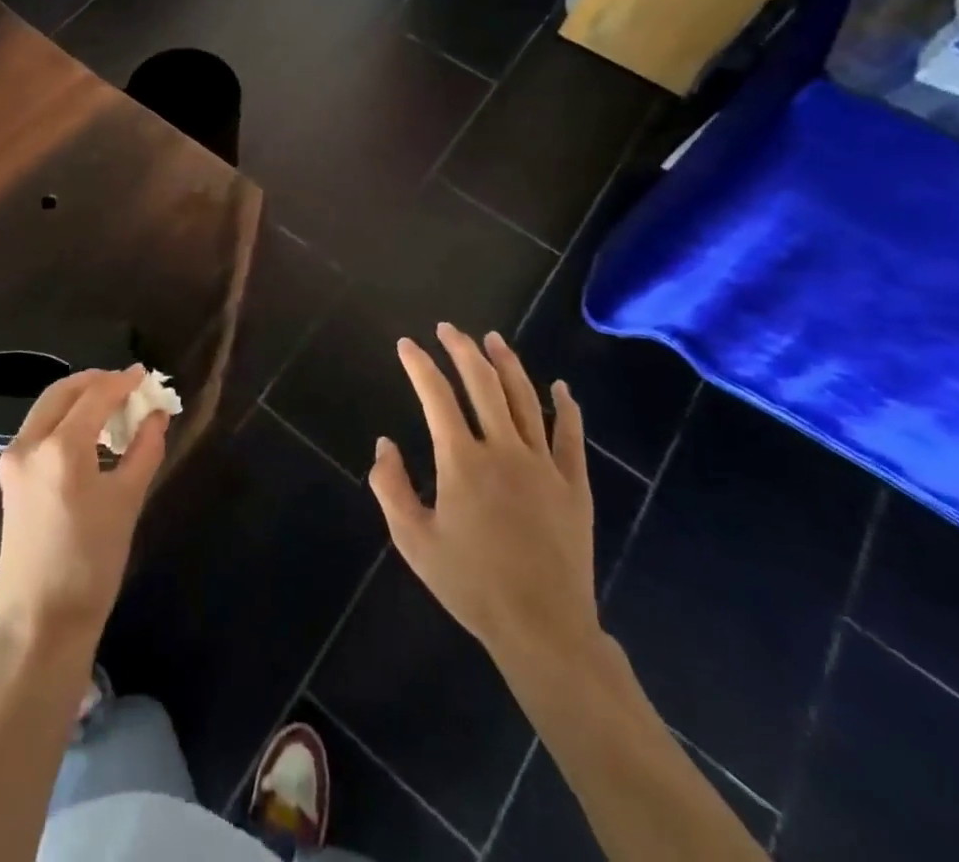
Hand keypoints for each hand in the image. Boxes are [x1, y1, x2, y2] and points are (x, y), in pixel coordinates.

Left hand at [0, 366, 167, 661]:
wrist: (41, 622)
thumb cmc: (91, 563)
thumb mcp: (127, 501)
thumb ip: (145, 449)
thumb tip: (156, 415)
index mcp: (60, 447)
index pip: (96, 395)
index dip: (123, 381)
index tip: (145, 375)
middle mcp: (29, 443)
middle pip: (64, 391)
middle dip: (97, 382)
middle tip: (128, 386)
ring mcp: (12, 460)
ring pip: (47, 408)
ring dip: (79, 398)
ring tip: (113, 407)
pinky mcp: (8, 477)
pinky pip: (39, 429)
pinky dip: (64, 419)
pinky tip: (89, 433)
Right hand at [369, 325, 604, 692]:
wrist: (543, 629)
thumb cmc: (472, 585)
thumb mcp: (414, 541)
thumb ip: (392, 488)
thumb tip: (384, 444)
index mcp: (462, 461)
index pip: (435, 396)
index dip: (419, 365)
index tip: (406, 345)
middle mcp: (504, 450)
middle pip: (483, 384)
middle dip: (462, 350)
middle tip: (449, 329)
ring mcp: (544, 465)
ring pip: (525, 399)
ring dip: (508, 364)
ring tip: (493, 339)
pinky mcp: (574, 486)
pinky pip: (571, 437)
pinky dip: (566, 408)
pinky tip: (561, 388)